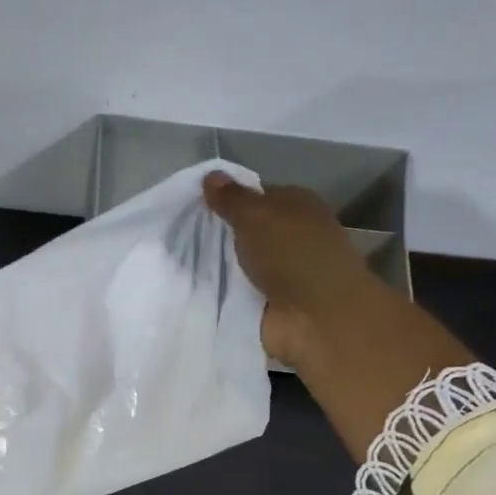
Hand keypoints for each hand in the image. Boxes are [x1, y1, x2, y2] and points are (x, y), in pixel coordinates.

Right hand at [204, 172, 471, 460]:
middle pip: (249, 230)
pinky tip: (193, 287)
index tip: (196, 204)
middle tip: (180, 233)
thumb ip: (232, 199)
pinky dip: (221, 292)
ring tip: (178, 261)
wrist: (316, 318)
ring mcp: (282, 273)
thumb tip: (211, 176)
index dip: (230, 198)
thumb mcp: (257, 216)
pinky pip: (238, 292)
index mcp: (298, 207)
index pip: (259, 195)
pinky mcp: (270, 304)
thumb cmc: (293, 254)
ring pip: (241, 262)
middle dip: (220, 233)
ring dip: (219, 265)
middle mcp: (292, 237)